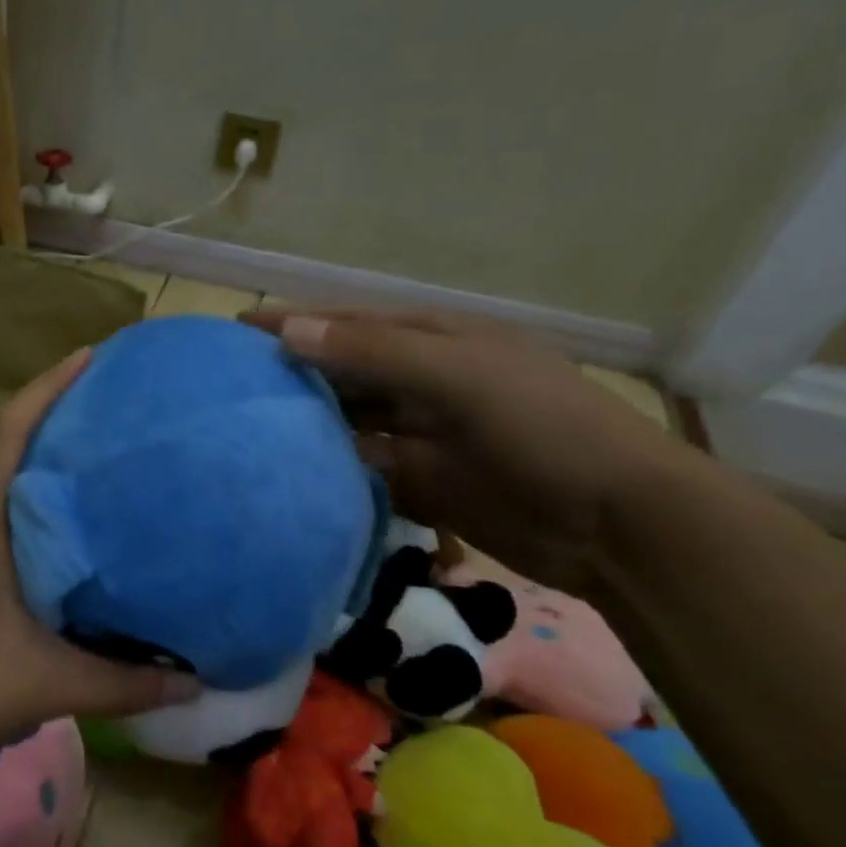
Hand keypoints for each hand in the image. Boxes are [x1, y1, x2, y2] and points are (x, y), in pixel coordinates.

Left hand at [0, 349, 199, 775]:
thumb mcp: (42, 683)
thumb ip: (120, 682)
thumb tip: (192, 680)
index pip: (8, 430)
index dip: (48, 386)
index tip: (89, 356)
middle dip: (37, 412)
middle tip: (93, 405)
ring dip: (16, 454)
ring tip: (72, 456)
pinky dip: (2, 495)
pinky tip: (35, 528)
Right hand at [245, 307, 684, 593]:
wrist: (615, 524)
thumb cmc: (541, 429)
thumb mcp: (461, 376)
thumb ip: (376, 352)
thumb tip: (293, 332)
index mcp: (435, 342)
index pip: (350, 324)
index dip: (296, 323)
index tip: (237, 330)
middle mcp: (421, 383)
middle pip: (344, 373)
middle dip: (293, 375)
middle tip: (230, 388)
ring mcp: (419, 435)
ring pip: (348, 423)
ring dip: (307, 425)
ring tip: (246, 431)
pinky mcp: (419, 483)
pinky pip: (361, 469)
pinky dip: (330, 469)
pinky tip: (291, 474)